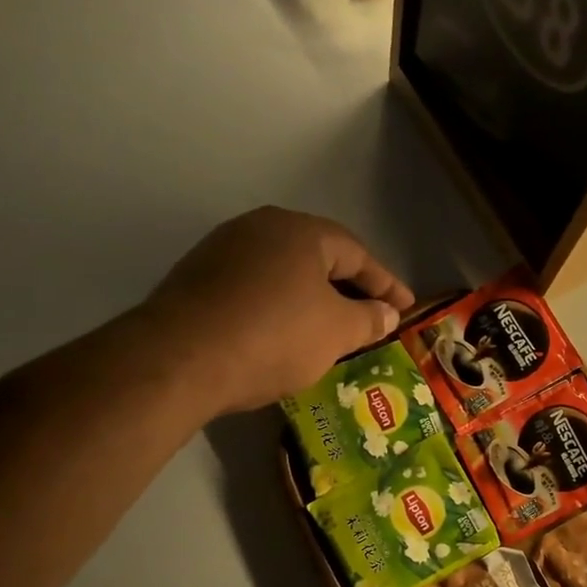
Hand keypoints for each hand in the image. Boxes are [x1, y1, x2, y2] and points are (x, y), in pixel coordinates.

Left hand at [138, 207, 414, 415]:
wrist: (180, 358)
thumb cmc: (274, 337)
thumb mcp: (336, 332)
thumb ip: (369, 319)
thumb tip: (387, 313)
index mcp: (301, 231)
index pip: (357, 254)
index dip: (387, 284)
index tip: (406, 308)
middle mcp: (260, 228)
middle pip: (319, 258)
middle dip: (349, 289)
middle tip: (372, 317)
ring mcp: (223, 250)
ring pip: (284, 273)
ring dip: (312, 299)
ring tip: (331, 328)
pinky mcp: (197, 278)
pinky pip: (255, 288)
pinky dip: (279, 307)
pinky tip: (284, 333)